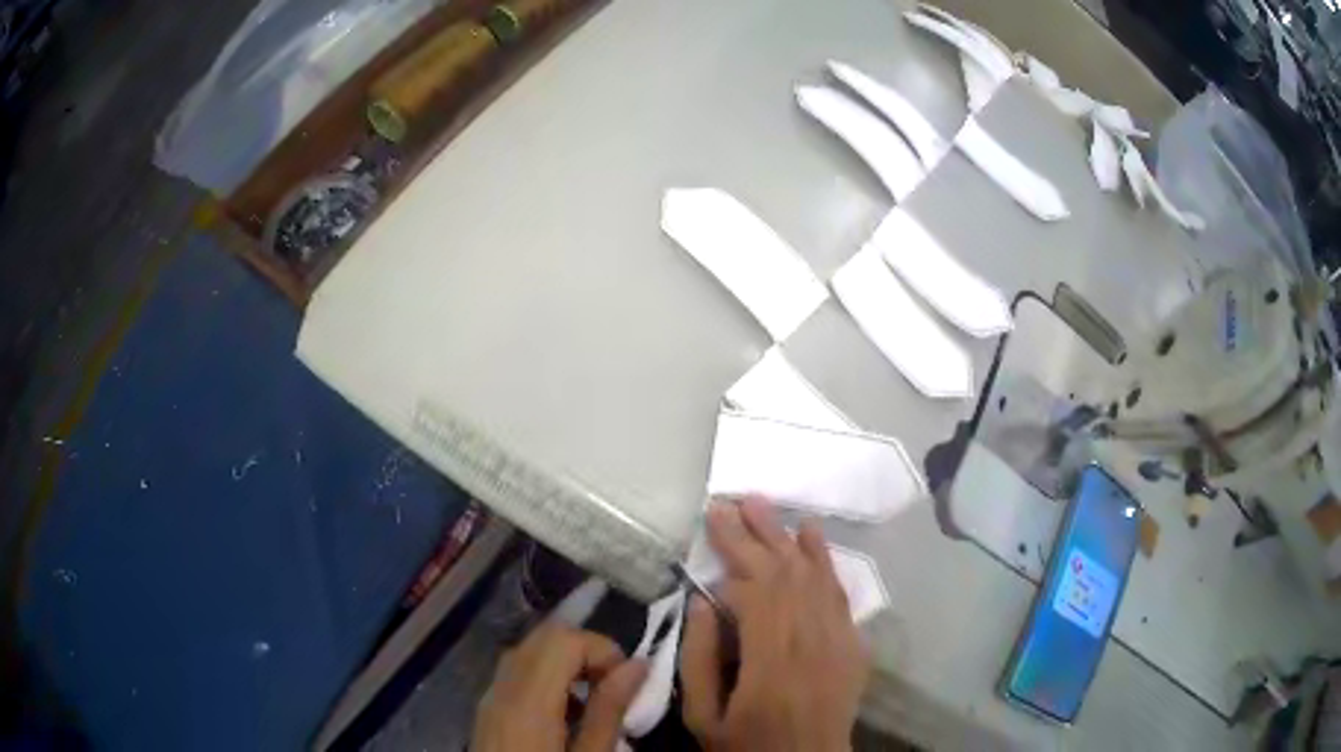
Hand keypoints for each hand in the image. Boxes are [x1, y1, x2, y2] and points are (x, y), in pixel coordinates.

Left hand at [471, 621, 647, 751]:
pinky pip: (516, 672)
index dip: (601, 648)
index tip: (628, 680)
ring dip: (566, 662)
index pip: (562, 639)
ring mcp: (490, 698)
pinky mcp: (487, 710)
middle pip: (543, 637)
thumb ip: (609, 711)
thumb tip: (638, 665)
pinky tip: (565, 711)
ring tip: (593, 700)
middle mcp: (502, 689)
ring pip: (527, 651)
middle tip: (614, 687)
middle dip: (586, 650)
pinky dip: (546, 675)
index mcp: (528, 702)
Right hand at [680, 498, 869, 751]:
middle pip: (783, 574)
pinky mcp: (853, 644)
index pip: (752, 590)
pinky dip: (825, 560)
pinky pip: (839, 593)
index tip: (711, 519)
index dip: (732, 552)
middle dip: (756, 533)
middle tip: (732, 499)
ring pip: (813, 576)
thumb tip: (701, 602)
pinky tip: (812, 534)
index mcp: (769, 663)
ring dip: (787, 536)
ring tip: (763, 505)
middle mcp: (810, 643)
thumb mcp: (703, 716)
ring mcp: (838, 641)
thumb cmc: (748, 745)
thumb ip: (699, 660)